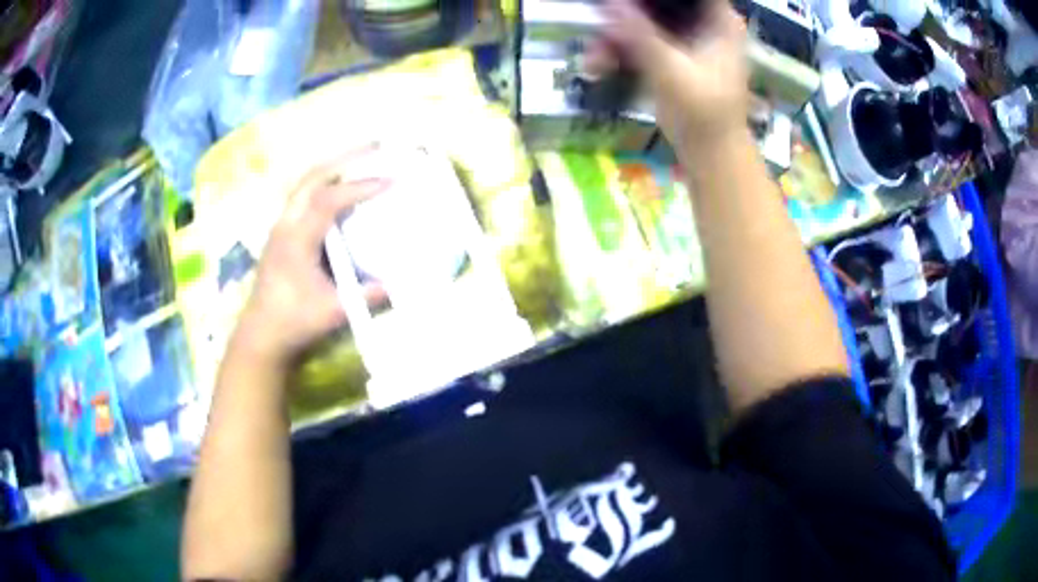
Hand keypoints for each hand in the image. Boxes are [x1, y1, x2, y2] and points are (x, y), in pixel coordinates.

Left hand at [232, 149, 389, 367]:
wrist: (262, 332)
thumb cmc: (294, 322)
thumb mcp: (333, 311)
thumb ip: (365, 296)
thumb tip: (396, 283)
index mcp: (296, 240)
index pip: (327, 200)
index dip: (359, 187)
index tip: (390, 180)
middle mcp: (285, 224)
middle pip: (312, 177)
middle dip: (345, 158)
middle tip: (376, 147)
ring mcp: (281, 225)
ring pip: (305, 182)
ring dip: (333, 166)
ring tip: (361, 157)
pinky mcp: (281, 232)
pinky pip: (303, 194)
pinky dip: (324, 181)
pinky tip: (340, 184)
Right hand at [592, 0, 748, 155]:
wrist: (710, 153)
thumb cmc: (704, 113)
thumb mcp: (672, 70)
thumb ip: (640, 34)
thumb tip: (610, 3)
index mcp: (720, 21)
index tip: (625, 2)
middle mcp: (704, 22)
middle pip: (659, 3)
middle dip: (626, 13)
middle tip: (601, 22)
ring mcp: (686, 38)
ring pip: (644, 20)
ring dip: (616, 35)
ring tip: (595, 59)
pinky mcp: (670, 54)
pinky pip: (640, 40)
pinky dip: (620, 50)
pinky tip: (599, 65)